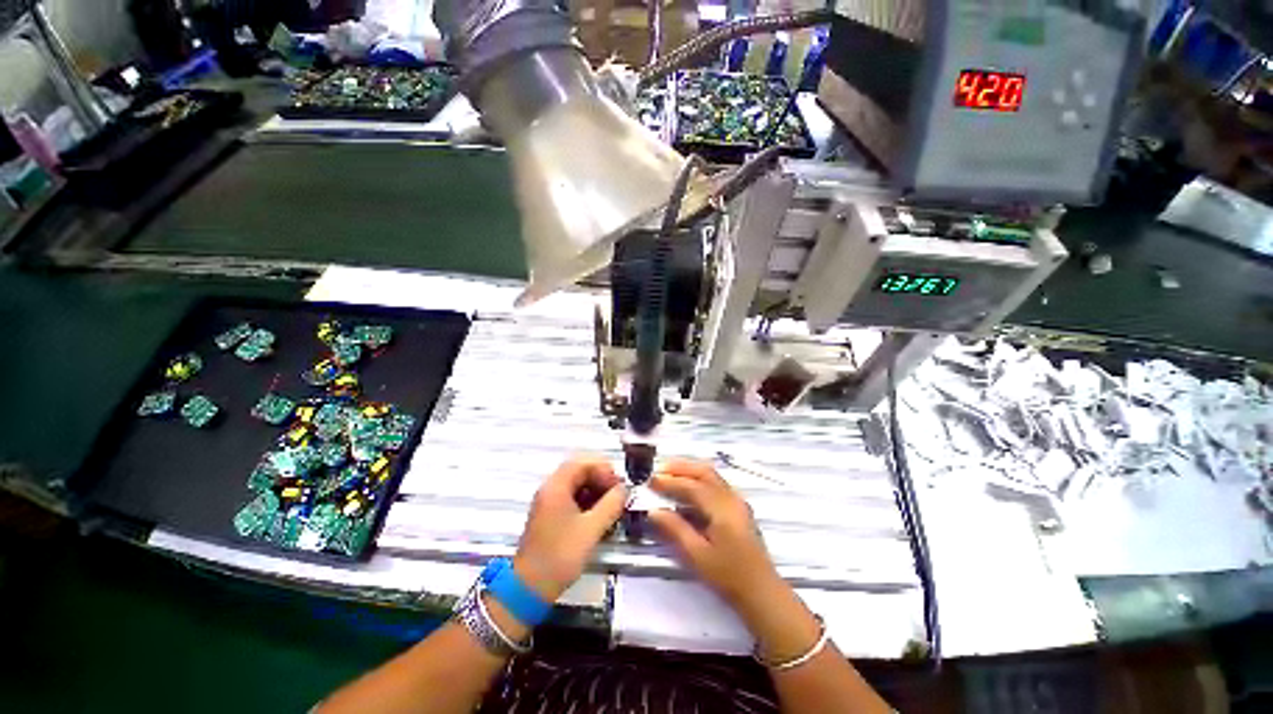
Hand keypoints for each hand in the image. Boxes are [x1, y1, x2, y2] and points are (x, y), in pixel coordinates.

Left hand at [513, 455, 627, 603]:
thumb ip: (611, 505)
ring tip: (611, 507)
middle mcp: (550, 488)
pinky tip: (599, 517)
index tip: (618, 487)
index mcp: (557, 486)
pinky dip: (587, 501)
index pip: (584, 462)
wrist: (529, 589)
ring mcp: (548, 502)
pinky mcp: (550, 515)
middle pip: (580, 471)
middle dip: (601, 479)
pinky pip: (571, 497)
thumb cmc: (560, 555)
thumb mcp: (591, 529)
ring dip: (595, 491)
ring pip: (576, 484)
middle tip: (617, 495)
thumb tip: (624, 490)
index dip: (604, 470)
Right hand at [647, 459, 784, 616]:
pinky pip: (717, 483)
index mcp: (721, 507)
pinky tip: (689, 488)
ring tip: (670, 473)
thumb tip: (653, 511)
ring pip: (712, 475)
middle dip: (681, 467)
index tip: (651, 480)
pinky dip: (700, 479)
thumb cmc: (728, 575)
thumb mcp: (697, 555)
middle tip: (660, 468)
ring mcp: (737, 501)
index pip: (691, 486)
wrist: (762, 591)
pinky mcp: (739, 508)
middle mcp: (731, 498)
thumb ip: (675, 530)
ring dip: (691, 470)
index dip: (670, 481)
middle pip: (704, 472)